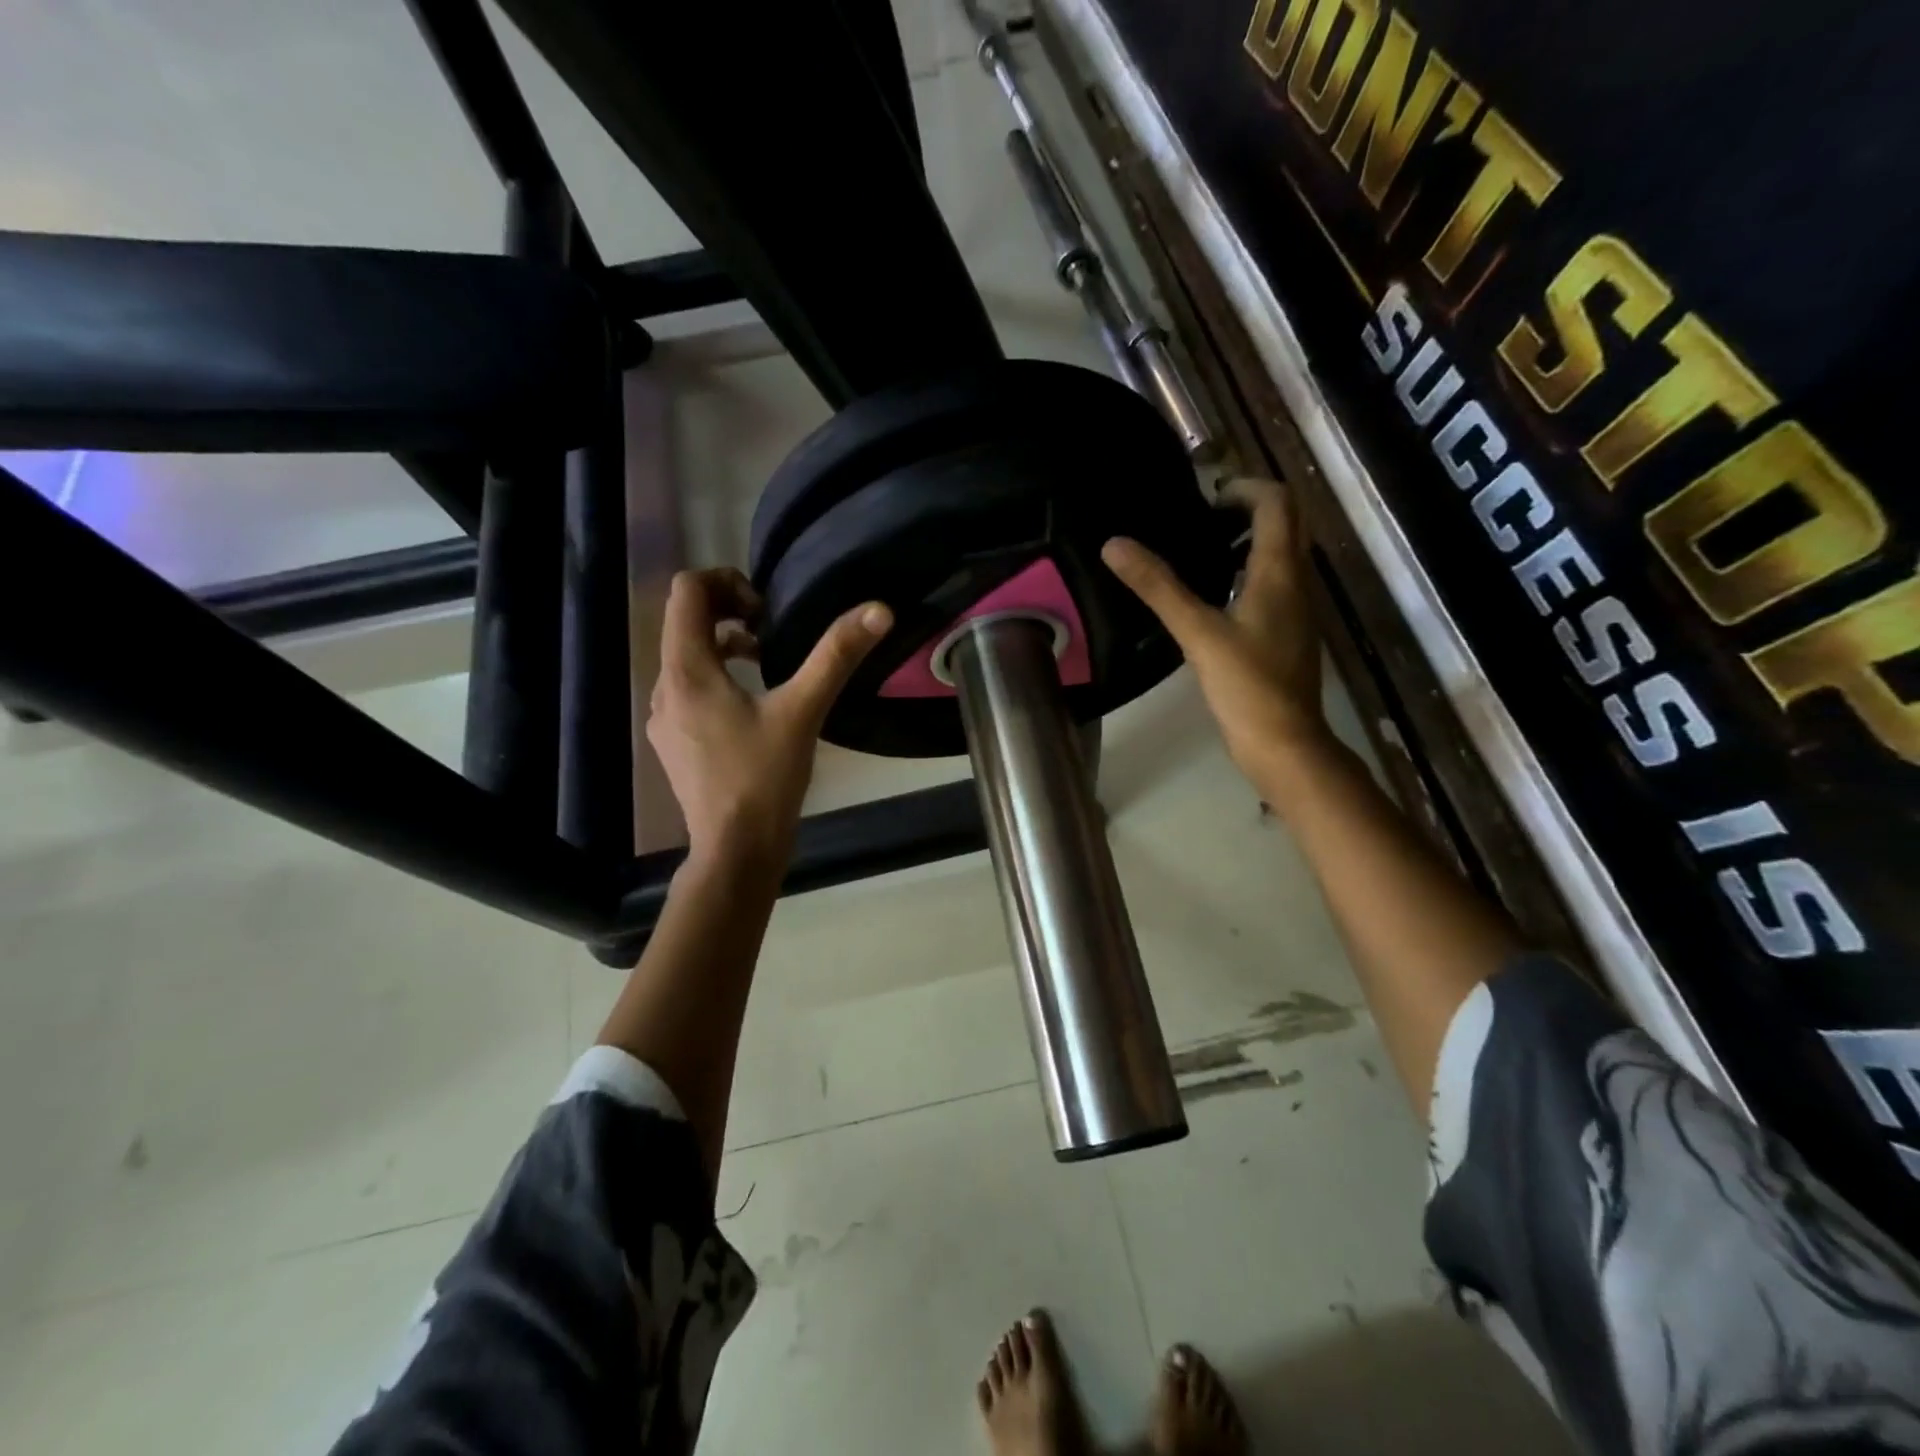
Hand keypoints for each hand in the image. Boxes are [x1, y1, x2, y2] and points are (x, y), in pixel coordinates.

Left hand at [648, 568, 891, 868]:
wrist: (735, 851)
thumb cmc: (764, 779)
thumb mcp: (803, 711)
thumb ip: (836, 656)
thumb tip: (878, 610)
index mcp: (687, 670)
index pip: (687, 591)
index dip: (726, 581)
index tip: (765, 608)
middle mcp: (664, 686)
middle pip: (684, 621)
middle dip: (727, 611)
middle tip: (770, 629)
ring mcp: (664, 717)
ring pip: (686, 656)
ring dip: (723, 644)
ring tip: (765, 662)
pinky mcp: (673, 741)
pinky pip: (688, 687)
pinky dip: (716, 677)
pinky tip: (751, 705)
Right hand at [1102, 477, 1325, 784]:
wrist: (1284, 743)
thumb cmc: (1246, 686)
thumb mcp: (1197, 633)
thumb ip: (1158, 587)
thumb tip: (1115, 544)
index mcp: (1280, 572)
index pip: (1277, 502)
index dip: (1244, 487)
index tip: (1205, 497)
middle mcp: (1297, 582)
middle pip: (1286, 523)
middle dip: (1248, 509)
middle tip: (1200, 519)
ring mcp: (1297, 610)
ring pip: (1281, 555)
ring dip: (1249, 541)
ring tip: (1201, 552)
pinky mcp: (1288, 634)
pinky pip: (1274, 585)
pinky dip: (1248, 573)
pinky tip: (1214, 598)